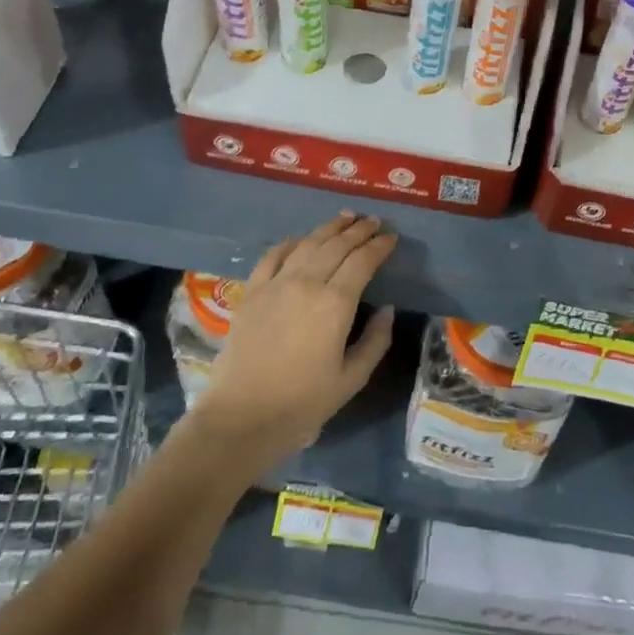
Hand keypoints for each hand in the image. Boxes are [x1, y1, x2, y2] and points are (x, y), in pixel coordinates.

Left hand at [191, 212, 397, 467]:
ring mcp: (275, 284)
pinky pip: (272, 256)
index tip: (391, 238)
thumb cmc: (303, 403)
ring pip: (307, 244)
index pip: (363, 261)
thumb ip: (375, 340)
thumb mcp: (352, 379)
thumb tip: (387, 310)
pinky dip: (290, 243)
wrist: (242, 416)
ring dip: (329, 229)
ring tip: (344, 218)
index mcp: (335, 303)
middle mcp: (306, 283)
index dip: (379, 246)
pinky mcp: (251, 292)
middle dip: (359, 231)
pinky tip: (300, 239)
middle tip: (374, 222)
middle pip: (337, 245)